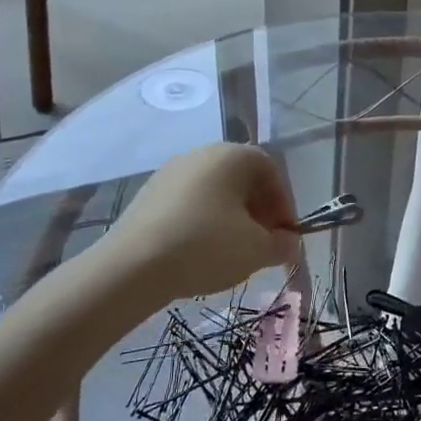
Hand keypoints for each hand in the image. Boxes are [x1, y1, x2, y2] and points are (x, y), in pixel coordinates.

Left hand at [105, 144, 301, 300]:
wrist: (132, 267)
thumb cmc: (206, 247)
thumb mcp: (257, 250)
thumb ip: (282, 244)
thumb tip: (288, 242)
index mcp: (233, 156)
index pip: (272, 172)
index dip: (284, 205)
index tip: (284, 236)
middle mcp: (202, 153)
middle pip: (242, 179)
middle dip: (258, 211)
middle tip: (262, 243)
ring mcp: (171, 171)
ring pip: (214, 191)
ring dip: (231, 217)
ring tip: (231, 251)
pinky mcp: (149, 193)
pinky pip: (189, 203)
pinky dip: (202, 221)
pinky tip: (200, 251)